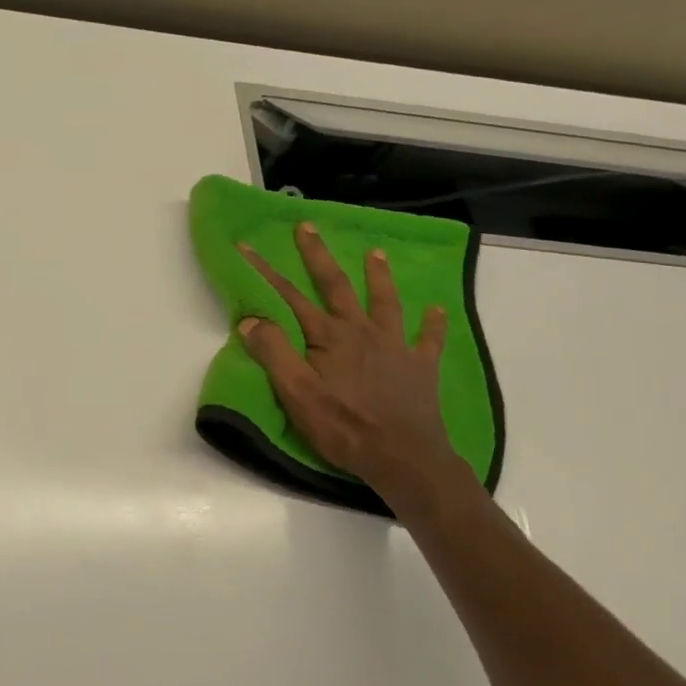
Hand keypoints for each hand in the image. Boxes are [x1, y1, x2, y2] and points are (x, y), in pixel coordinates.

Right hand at [238, 224, 468, 514]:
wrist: (402, 457)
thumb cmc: (343, 427)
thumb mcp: (296, 393)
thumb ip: (273, 353)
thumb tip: (251, 319)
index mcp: (329, 337)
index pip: (289, 297)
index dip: (266, 271)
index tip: (248, 246)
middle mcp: (362, 332)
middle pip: (337, 286)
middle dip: (319, 256)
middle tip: (308, 227)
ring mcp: (395, 347)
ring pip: (385, 302)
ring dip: (378, 276)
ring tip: (376, 253)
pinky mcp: (420, 367)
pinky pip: (428, 339)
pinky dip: (433, 323)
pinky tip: (436, 309)